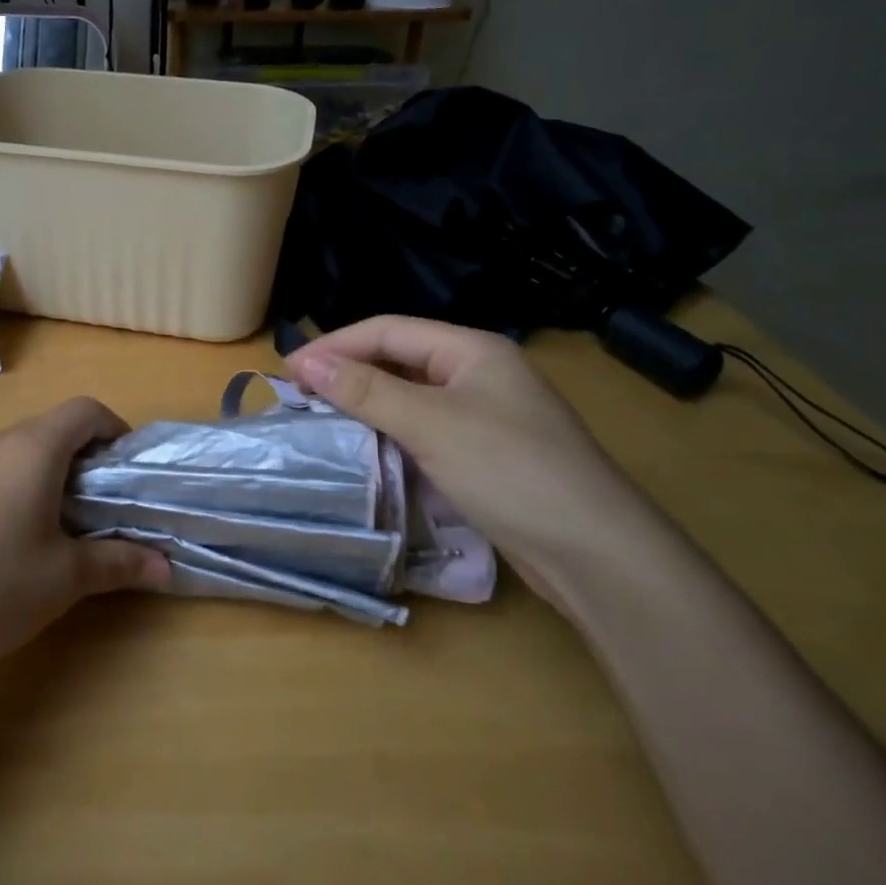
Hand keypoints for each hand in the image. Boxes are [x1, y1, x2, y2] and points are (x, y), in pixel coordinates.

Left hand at [0, 397, 169, 670]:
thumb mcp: (65, 578)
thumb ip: (118, 563)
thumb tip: (166, 567)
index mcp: (33, 449)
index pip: (84, 410)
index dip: (113, 429)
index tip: (125, 468)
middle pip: (49, 429)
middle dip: (81, 459)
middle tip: (96, 507)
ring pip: (14, 452)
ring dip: (42, 475)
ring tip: (50, 527)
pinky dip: (6, 489)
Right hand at [286, 316, 659, 577]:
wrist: (597, 554)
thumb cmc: (511, 470)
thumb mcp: (431, 423)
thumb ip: (366, 390)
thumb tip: (306, 362)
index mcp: (472, 349)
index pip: (388, 330)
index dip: (335, 345)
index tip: (288, 371)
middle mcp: (479, 373)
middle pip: (399, 358)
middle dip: (348, 372)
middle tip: (299, 395)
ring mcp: (486, 415)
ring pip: (410, 395)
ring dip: (366, 403)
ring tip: (322, 419)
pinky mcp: (487, 454)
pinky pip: (425, 428)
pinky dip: (391, 432)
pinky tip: (367, 448)